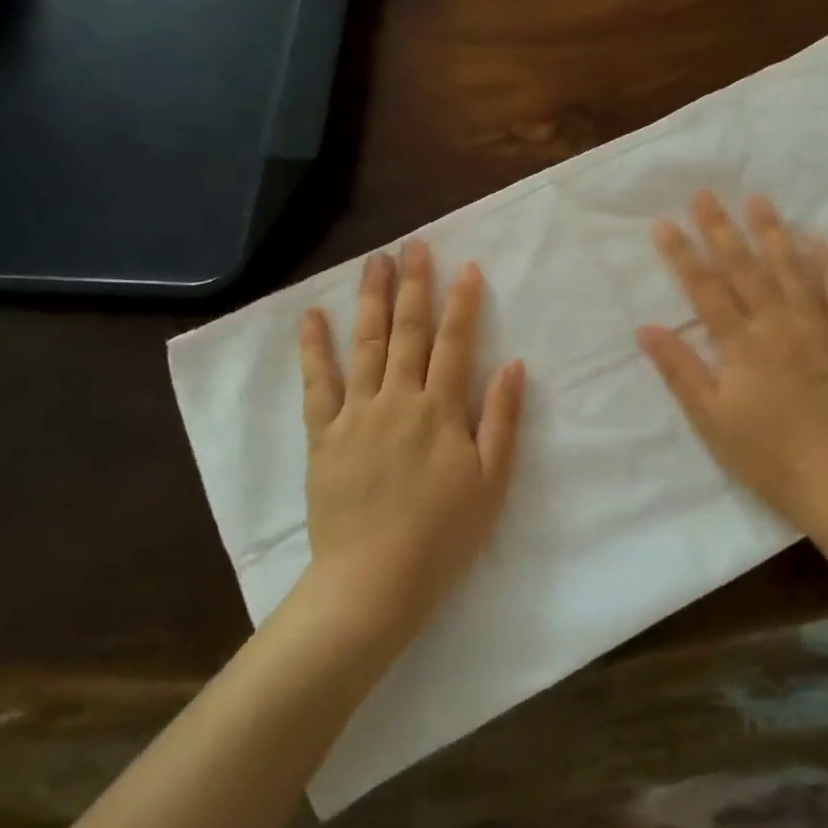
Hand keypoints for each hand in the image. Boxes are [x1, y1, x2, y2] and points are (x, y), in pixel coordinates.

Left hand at [295, 240, 525, 646]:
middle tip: (414, 245)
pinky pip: (317, 383)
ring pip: (364, 344)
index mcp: (440, 410)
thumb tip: (515, 365)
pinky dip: (314, 348)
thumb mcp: (491, 482)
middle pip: (407, 331)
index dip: (463, 302)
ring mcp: (356, 414)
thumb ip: (501, 420)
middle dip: (413, 284)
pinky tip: (312, 316)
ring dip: (370, 299)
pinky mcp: (323, 435)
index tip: (467, 265)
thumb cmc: (443, 535)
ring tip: (373, 261)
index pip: (455, 343)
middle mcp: (398, 399)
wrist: (372, 582)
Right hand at [637, 191, 827, 545]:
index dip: (681, 253)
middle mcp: (779, 324)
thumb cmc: (769, 457)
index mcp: (741, 344)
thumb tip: (646, 328)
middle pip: (745, 268)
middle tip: (705, 193)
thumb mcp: (711, 422)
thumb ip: (681, 370)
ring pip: (793, 270)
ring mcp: (819, 329)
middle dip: (721, 229)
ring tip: (759, 200)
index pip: (704, 288)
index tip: (663, 221)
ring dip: (773, 233)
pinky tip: (821, 241)